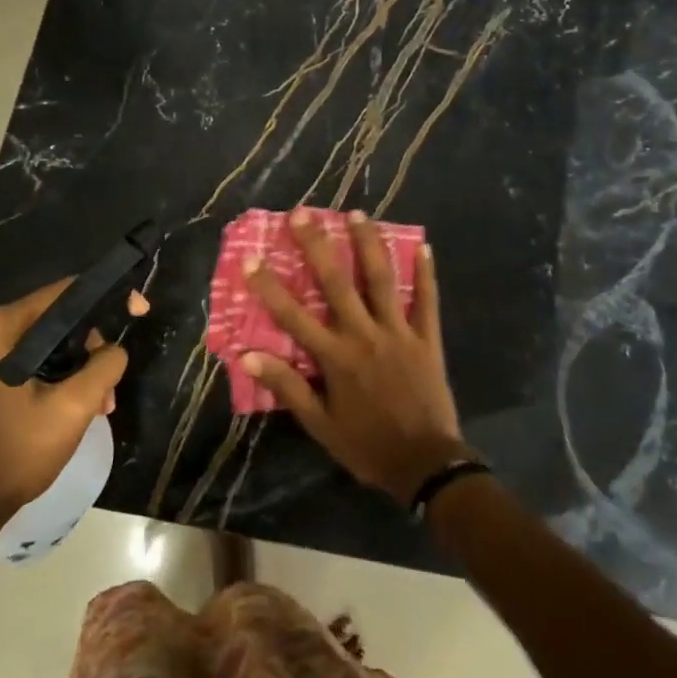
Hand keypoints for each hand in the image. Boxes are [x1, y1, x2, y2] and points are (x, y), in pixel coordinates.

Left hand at [0, 280, 145, 517]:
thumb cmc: (18, 450)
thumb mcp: (74, 406)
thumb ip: (105, 365)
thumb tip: (115, 350)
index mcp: (2, 326)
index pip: (66, 292)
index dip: (108, 299)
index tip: (140, 311)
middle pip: (60, 319)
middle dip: (94, 348)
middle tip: (111, 386)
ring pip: (52, 343)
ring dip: (82, 369)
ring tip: (100, 406)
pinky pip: (36, 361)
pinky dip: (62, 378)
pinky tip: (79, 408)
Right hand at [242, 208, 468, 503]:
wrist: (425, 464)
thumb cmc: (367, 446)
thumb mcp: (320, 425)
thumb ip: (287, 387)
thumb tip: (249, 356)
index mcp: (335, 357)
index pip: (293, 316)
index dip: (269, 287)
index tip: (251, 259)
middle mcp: (364, 335)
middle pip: (336, 282)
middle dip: (317, 245)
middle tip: (303, 214)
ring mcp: (399, 333)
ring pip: (382, 280)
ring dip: (368, 244)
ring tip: (357, 214)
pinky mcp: (427, 339)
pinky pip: (427, 301)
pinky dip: (426, 274)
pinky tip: (424, 246)